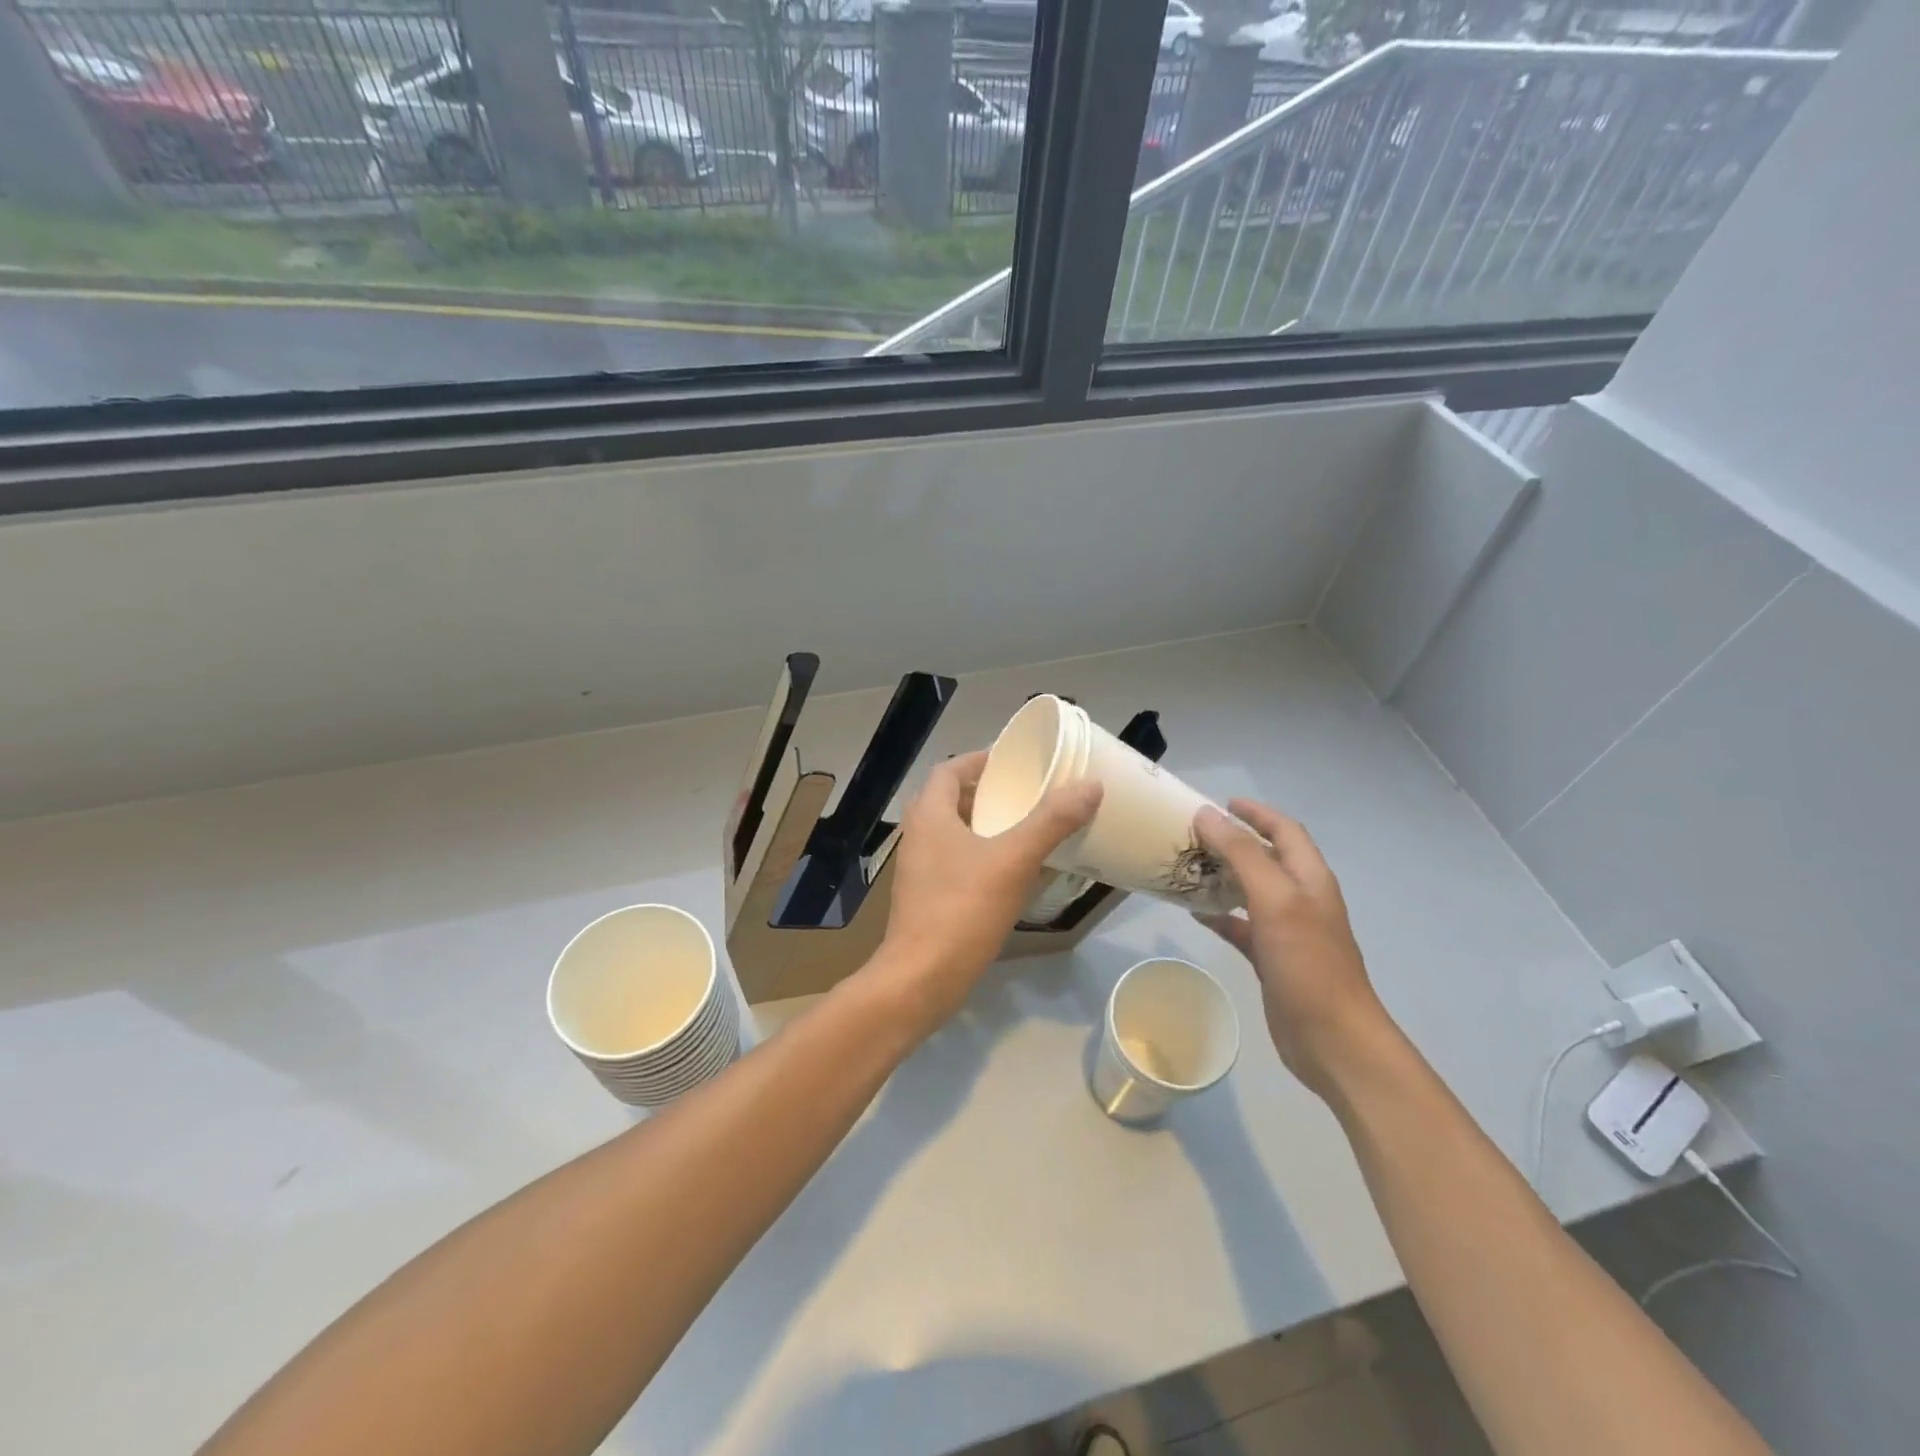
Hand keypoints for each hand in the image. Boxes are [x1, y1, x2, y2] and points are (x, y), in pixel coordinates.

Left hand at [869, 750, 1101, 1031]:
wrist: (921, 979)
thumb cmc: (962, 910)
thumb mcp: (1013, 861)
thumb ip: (1051, 822)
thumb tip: (1089, 785)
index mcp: (930, 814)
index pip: (950, 769)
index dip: (980, 759)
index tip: (1015, 761)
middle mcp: (919, 835)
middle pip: (952, 798)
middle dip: (988, 791)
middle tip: (1028, 792)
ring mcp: (920, 868)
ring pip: (955, 832)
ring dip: (987, 824)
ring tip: (1027, 826)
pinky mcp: (927, 897)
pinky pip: (957, 861)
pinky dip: (983, 854)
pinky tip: (1013, 870)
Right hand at [1194, 799, 1391, 1099]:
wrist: (1333, 1039)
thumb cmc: (1308, 962)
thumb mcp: (1275, 899)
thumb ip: (1242, 854)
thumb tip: (1207, 814)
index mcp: (1309, 878)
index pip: (1284, 830)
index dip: (1256, 812)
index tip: (1221, 802)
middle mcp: (1301, 899)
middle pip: (1265, 858)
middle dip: (1232, 842)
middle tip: (1192, 835)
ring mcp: (1288, 931)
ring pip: (1250, 891)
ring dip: (1222, 876)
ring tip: (1186, 868)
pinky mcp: (1273, 959)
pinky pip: (1241, 926)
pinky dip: (1220, 916)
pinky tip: (1194, 914)